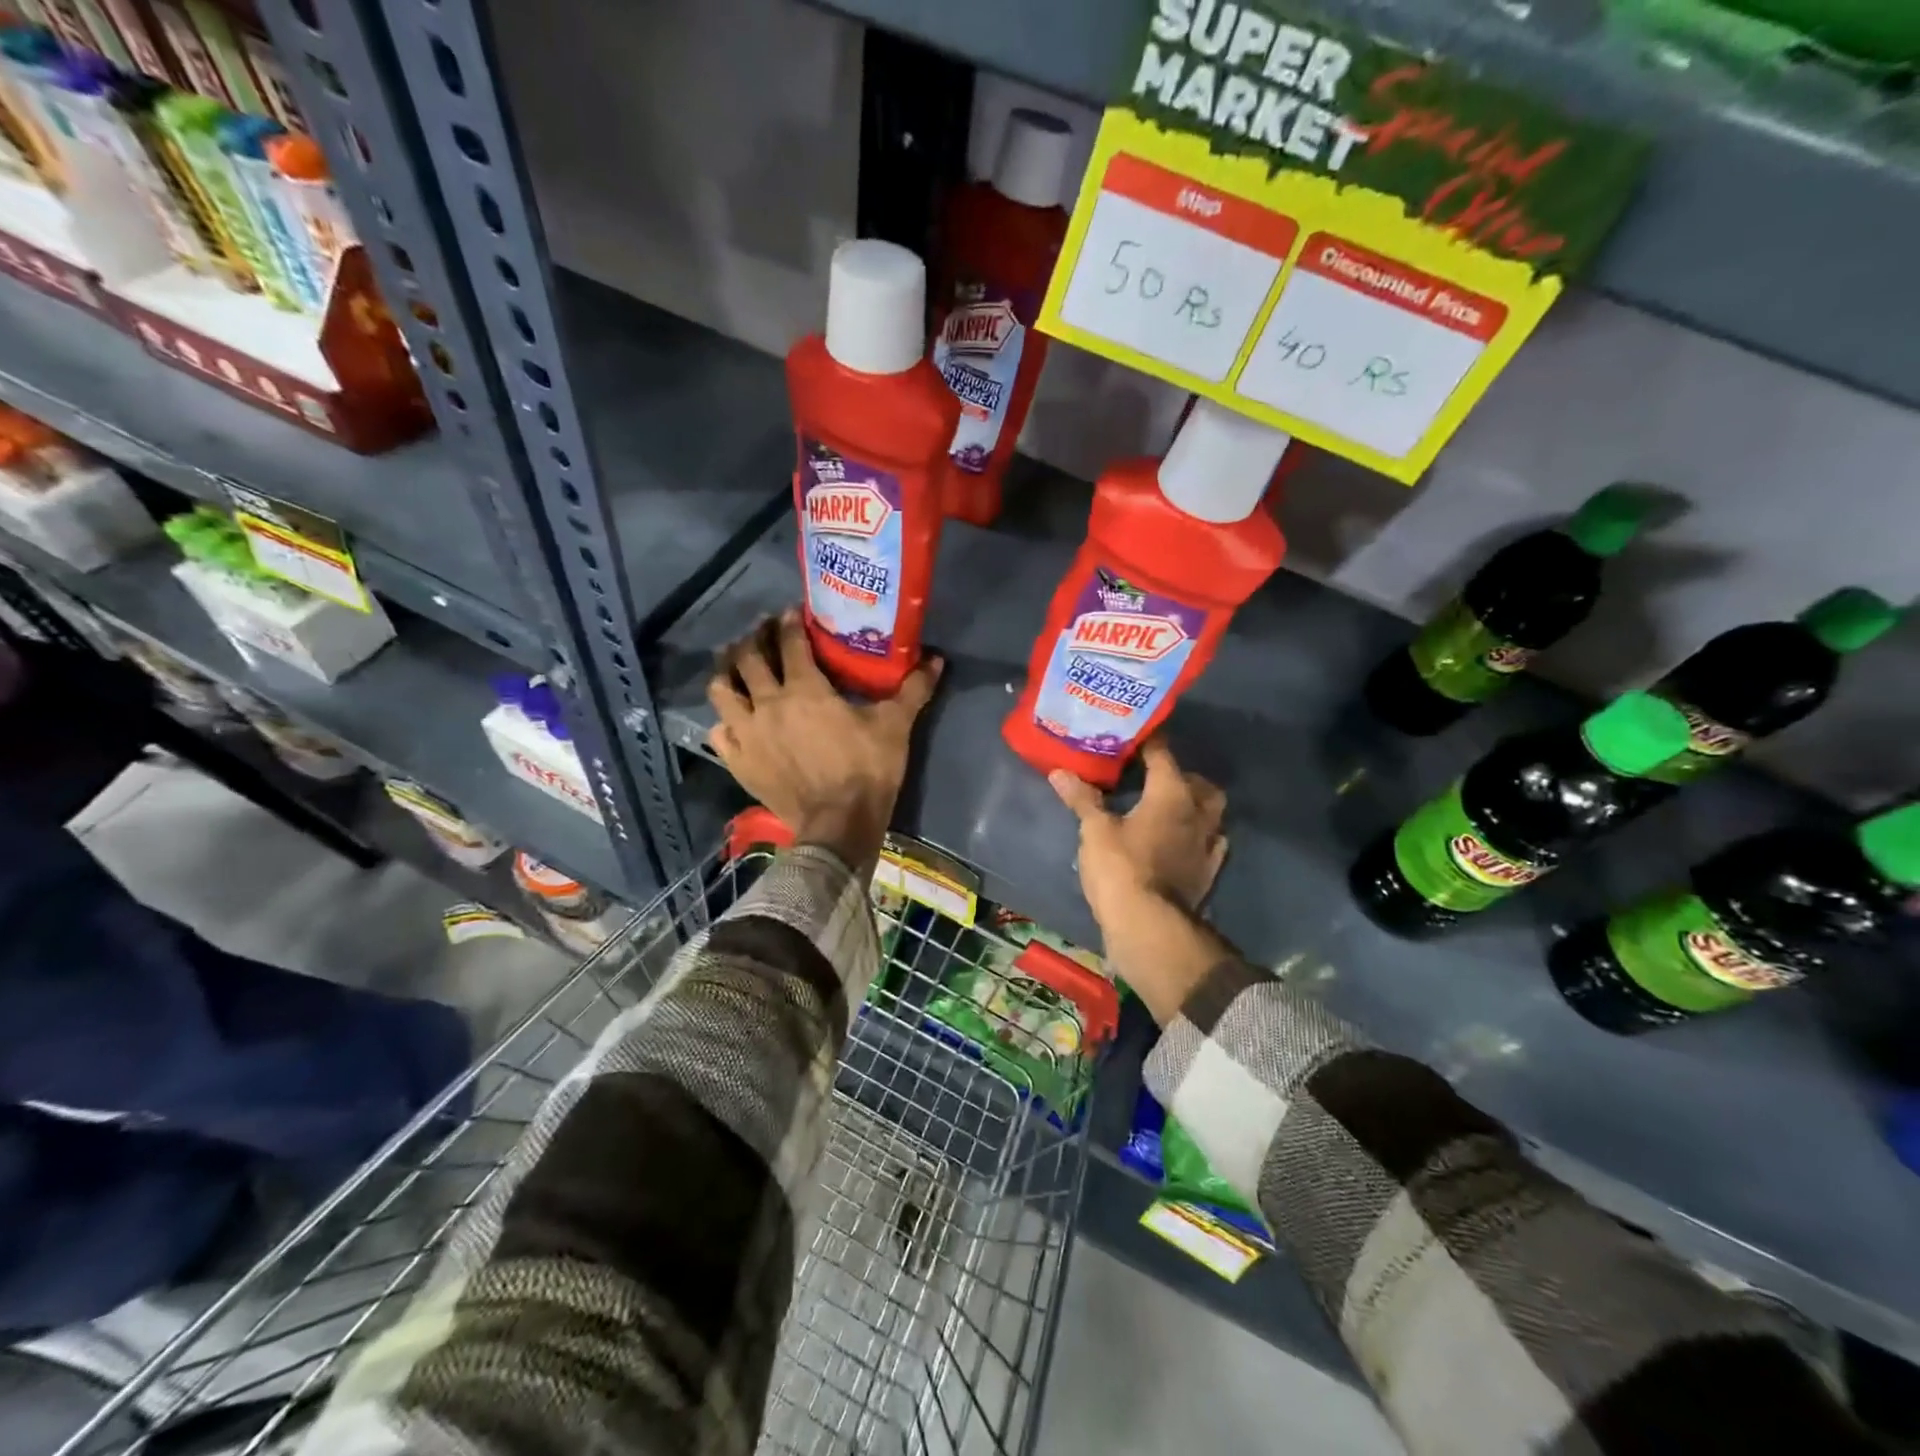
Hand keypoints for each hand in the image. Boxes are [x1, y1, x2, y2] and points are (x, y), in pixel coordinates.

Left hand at [707, 608, 940, 870]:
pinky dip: (725, 719)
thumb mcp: (895, 727)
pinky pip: (719, 731)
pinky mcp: (738, 761)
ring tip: (736, 664)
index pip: (790, 643)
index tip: (792, 613)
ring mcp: (747, 734)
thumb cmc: (867, 770)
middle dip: (754, 638)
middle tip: (762, 631)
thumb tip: (937, 661)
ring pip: (722, 690)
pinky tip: (735, 718)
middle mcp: (768, 703)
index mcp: (804, 689)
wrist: (838, 825)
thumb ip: (913, 690)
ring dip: (727, 671)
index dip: (790, 623)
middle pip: (748, 658)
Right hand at [1050, 739, 1229, 1024]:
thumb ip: (1082, 798)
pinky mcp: (1208, 872)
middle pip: (1199, 783)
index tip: (1133, 735)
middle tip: (1153, 778)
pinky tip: (1180, 843)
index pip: (1163, 755)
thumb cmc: (1121, 868)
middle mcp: (1199, 813)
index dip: (1148, 742)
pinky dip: (1197, 837)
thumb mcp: (1095, 830)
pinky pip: (1210, 844)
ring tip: (1167, 809)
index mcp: (1172, 793)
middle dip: (1181, 776)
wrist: (1149, 926)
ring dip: (1194, 806)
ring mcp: (1209, 844)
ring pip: (1211, 813)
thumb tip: (1059, 772)